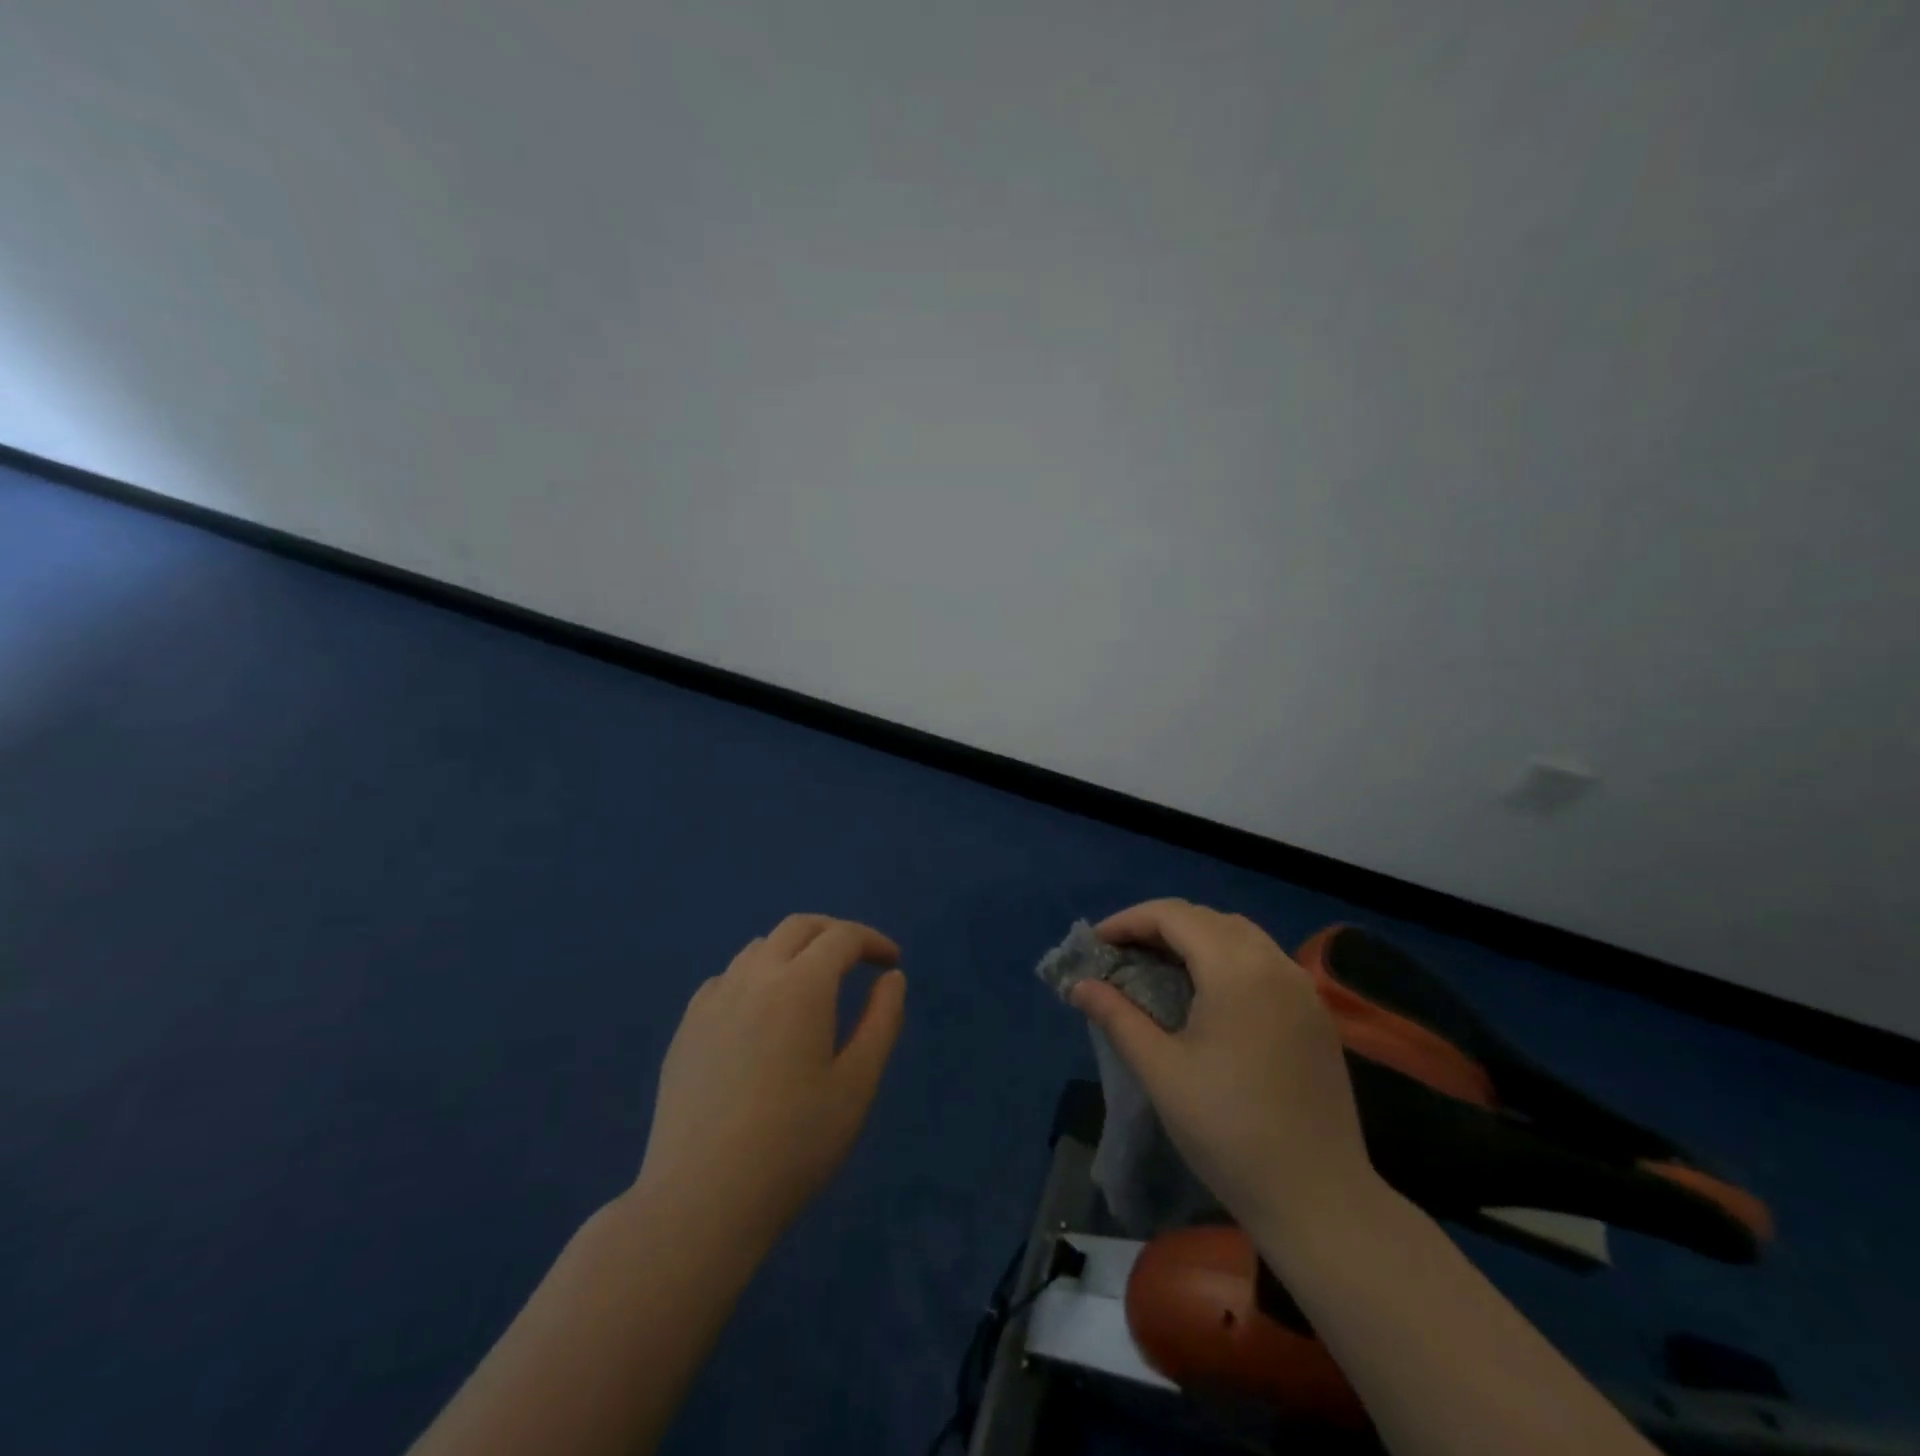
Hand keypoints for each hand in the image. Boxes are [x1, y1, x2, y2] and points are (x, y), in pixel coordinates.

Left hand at [634, 915, 906, 1246]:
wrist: (701, 1200)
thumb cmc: (794, 1145)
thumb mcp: (857, 1085)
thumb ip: (882, 1021)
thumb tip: (892, 978)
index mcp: (801, 986)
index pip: (842, 937)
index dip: (872, 942)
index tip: (892, 964)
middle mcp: (754, 977)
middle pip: (798, 927)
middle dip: (834, 933)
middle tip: (858, 960)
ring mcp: (713, 1000)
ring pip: (759, 948)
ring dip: (794, 952)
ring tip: (812, 987)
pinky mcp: (686, 1027)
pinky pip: (727, 979)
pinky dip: (755, 977)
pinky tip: (761, 1015)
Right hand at [1071, 899, 1379, 1241]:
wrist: (1319, 1199)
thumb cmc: (1229, 1130)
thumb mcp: (1160, 1070)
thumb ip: (1117, 1016)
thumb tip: (1080, 986)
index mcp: (1236, 969)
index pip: (1174, 916)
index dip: (1129, 921)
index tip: (1097, 944)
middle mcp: (1274, 963)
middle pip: (1207, 918)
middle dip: (1159, 926)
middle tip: (1121, 955)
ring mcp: (1302, 988)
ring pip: (1239, 936)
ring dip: (1195, 939)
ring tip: (1158, 967)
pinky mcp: (1315, 1015)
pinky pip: (1264, 962)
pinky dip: (1226, 959)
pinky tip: (1207, 994)